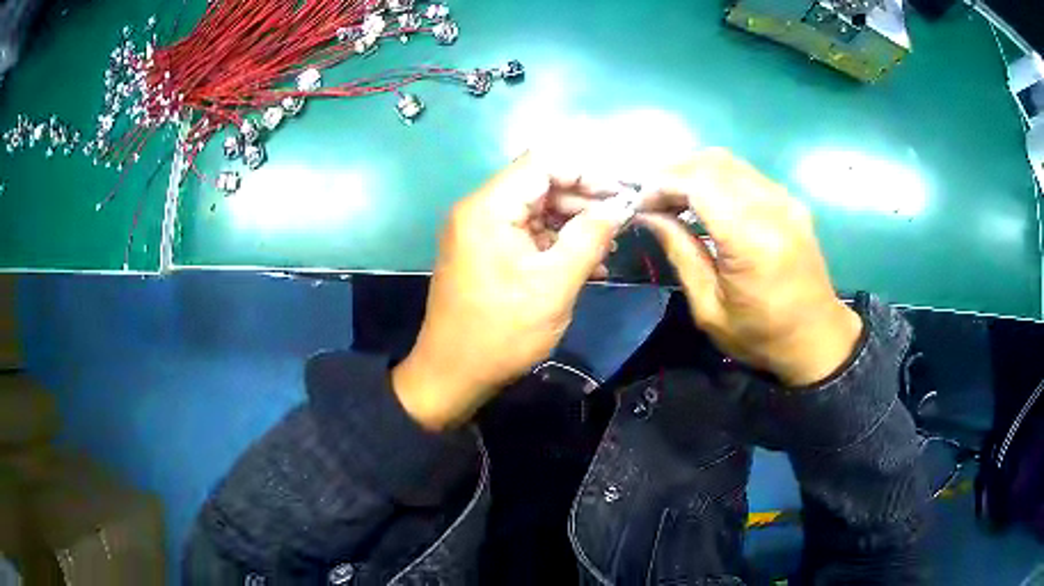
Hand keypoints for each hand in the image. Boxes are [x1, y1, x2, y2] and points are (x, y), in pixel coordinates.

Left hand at [392, 154, 632, 429]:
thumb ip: (590, 237)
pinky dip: (555, 243)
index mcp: (489, 208)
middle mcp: (479, 210)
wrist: (453, 374)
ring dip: (573, 223)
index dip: (586, 172)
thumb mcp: (555, 284)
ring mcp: (479, 232)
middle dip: (583, 199)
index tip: (620, 193)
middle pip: (539, 184)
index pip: (542, 163)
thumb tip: (620, 206)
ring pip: (536, 210)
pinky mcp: (484, 253)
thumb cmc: (502, 332)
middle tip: (621, 221)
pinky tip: (588, 263)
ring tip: (610, 245)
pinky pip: (525, 234)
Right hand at [637, 149, 862, 386]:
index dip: (662, 184)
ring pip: (729, 162)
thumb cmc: (761, 335)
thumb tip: (650, 216)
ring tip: (672, 195)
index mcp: (752, 240)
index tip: (639, 202)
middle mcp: (772, 208)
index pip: (698, 183)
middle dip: (673, 172)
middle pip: (712, 163)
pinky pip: (746, 174)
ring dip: (694, 171)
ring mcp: (786, 200)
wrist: (817, 339)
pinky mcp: (791, 202)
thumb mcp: (709, 308)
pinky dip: (716, 177)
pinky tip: (704, 198)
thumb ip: (681, 253)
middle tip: (651, 197)